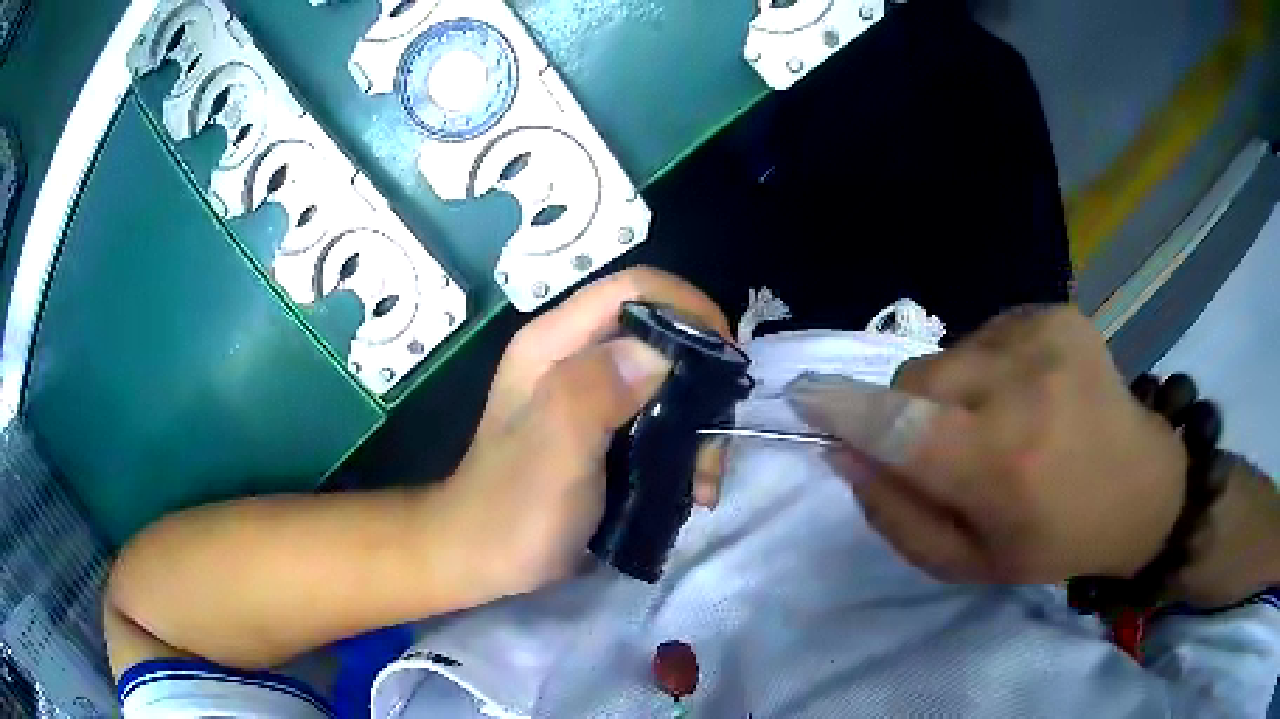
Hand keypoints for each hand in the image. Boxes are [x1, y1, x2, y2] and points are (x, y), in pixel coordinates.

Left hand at [447, 267, 730, 596]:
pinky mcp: (606, 429)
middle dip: (701, 381)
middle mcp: (575, 356)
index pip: (634, 288)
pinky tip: (692, 489)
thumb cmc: (512, 510)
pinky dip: (685, 447)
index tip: (727, 359)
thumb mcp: (553, 451)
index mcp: (554, 343)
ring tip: (704, 481)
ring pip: (668, 381)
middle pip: (660, 333)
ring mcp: (590, 394)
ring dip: (698, 425)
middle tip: (716, 439)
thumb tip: (660, 354)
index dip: (689, 308)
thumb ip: (594, 392)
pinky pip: (661, 417)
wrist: (482, 560)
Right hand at [791, 306, 1187, 584]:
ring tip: (1001, 420)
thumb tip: (846, 455)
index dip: (846, 410)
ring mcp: (1044, 335)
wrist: (1140, 485)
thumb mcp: (971, 563)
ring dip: (953, 390)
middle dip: (910, 412)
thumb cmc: (1054, 540)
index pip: (904, 427)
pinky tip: (1027, 392)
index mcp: (1005, 465)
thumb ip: (900, 517)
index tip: (802, 397)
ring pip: (947, 355)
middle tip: (951, 448)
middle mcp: (1024, 387)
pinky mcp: (1055, 311)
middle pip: (916, 379)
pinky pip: (984, 334)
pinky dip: (986, 366)